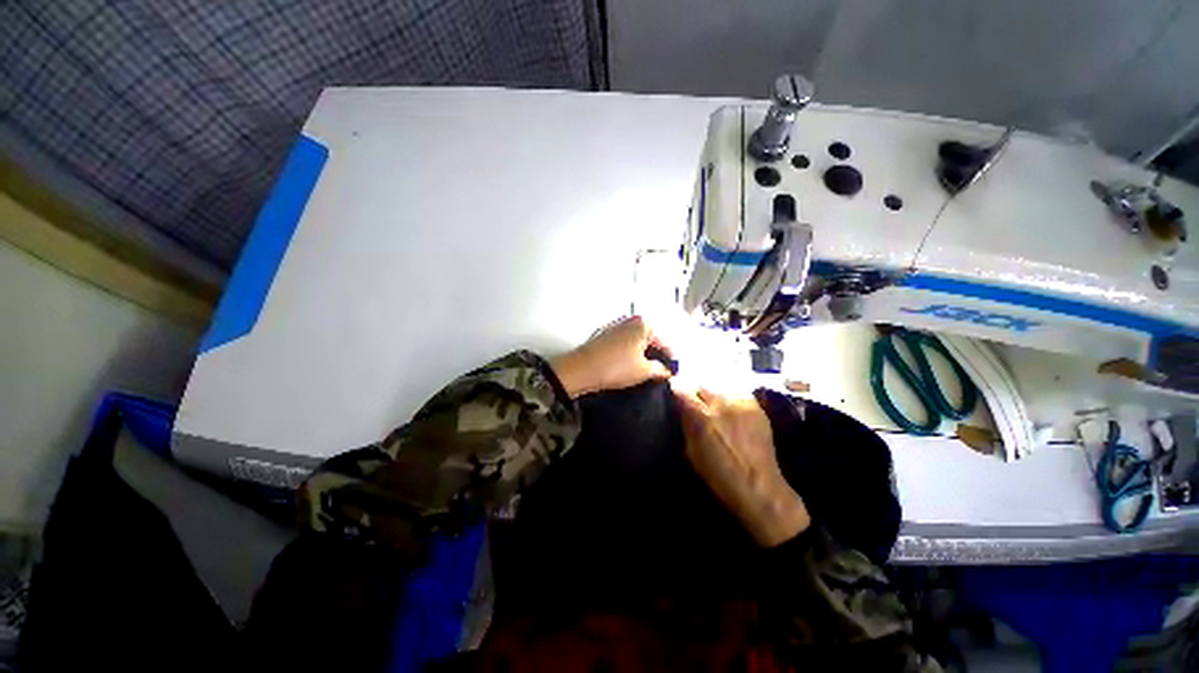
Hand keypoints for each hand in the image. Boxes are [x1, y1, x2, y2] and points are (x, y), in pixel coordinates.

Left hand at [550, 316, 673, 397]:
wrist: (581, 369)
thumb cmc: (615, 367)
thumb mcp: (644, 371)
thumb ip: (660, 370)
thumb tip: (667, 371)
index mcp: (644, 323)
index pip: (666, 342)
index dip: (672, 360)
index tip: (674, 374)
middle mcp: (631, 320)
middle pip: (652, 338)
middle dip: (658, 355)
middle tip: (662, 373)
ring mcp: (616, 326)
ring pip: (638, 341)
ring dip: (645, 354)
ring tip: (647, 372)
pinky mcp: (605, 335)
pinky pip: (625, 343)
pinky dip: (632, 353)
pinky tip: (631, 367)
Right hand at [673, 386, 810, 546]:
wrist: (759, 486)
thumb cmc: (719, 475)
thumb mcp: (692, 452)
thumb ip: (687, 424)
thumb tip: (681, 408)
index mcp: (702, 417)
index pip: (682, 389)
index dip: (676, 388)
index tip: (674, 390)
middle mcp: (721, 404)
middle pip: (701, 384)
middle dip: (695, 391)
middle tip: (694, 401)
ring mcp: (741, 403)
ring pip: (719, 386)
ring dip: (713, 393)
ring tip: (713, 404)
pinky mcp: (756, 406)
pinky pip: (737, 393)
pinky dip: (729, 397)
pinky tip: (729, 408)